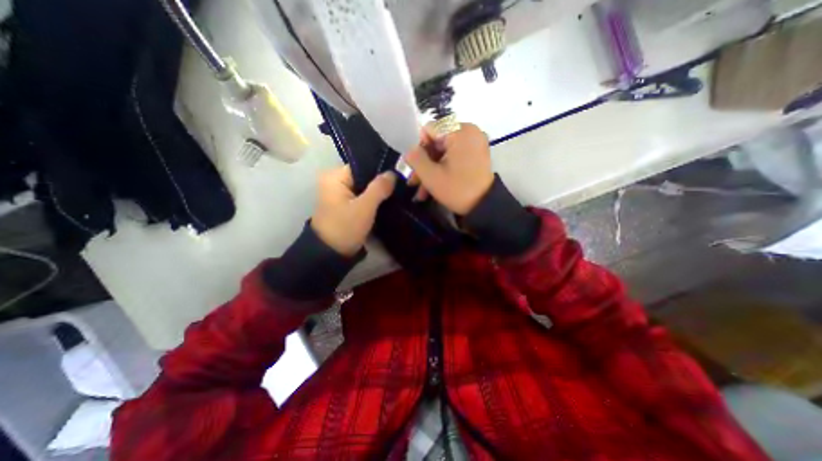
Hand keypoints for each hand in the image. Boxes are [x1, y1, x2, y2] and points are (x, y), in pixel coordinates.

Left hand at [310, 168, 395, 257]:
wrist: (331, 254)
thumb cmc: (345, 227)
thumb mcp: (364, 207)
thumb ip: (379, 188)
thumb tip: (393, 173)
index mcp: (334, 176)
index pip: (363, 166)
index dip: (381, 171)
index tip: (398, 176)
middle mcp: (335, 181)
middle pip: (364, 176)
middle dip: (381, 182)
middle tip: (400, 186)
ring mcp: (340, 194)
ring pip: (365, 187)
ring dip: (378, 192)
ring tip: (397, 193)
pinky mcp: (345, 205)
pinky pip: (362, 196)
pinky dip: (373, 199)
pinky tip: (387, 201)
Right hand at [406, 123, 493, 215]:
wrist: (485, 206)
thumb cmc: (457, 190)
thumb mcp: (431, 176)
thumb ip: (415, 159)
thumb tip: (410, 151)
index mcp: (460, 131)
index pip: (429, 129)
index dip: (418, 148)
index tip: (415, 168)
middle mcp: (469, 131)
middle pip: (436, 142)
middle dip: (424, 164)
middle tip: (414, 182)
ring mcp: (474, 143)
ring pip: (443, 152)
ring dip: (431, 170)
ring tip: (421, 191)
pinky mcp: (476, 153)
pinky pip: (453, 156)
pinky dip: (443, 169)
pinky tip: (432, 187)